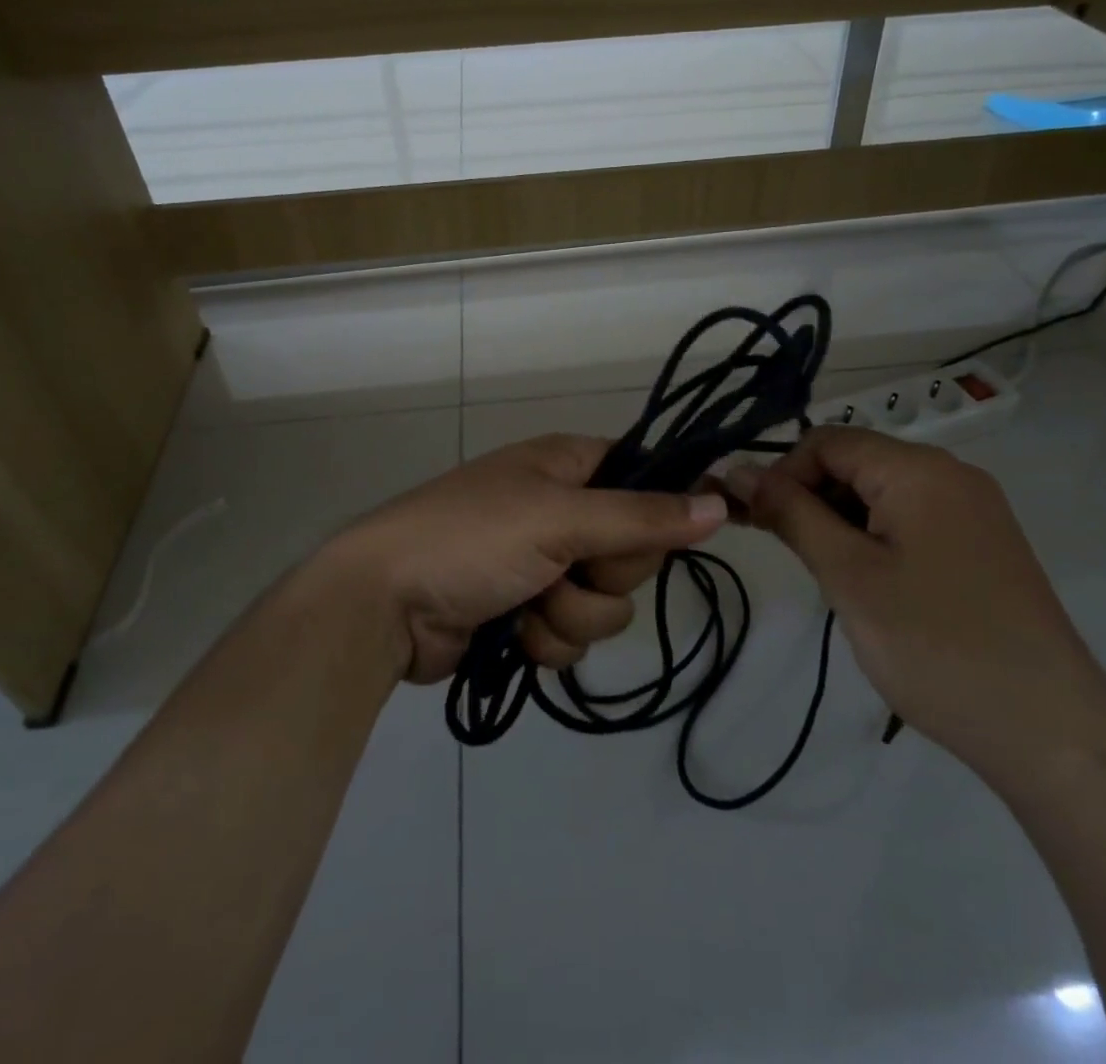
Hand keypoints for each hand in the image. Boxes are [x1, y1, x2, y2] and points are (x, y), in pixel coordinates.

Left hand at [320, 434, 728, 684]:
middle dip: (605, 572)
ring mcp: (544, 564)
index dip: (663, 505)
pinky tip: (514, 634)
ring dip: (573, 614)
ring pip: (607, 602)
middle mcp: (561, 509)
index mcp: (566, 465)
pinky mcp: (527, 613)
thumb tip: (720, 504)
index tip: (682, 531)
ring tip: (529, 604)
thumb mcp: (559, 518)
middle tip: (567, 565)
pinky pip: (574, 633)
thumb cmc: (471, 539)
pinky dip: (549, 639)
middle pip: (633, 548)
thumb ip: (642, 517)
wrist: (385, 604)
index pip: (643, 474)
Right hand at [725, 427, 1105, 778]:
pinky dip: (875, 539)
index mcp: (919, 469)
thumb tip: (739, 470)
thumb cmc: (935, 645)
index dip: (782, 474)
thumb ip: (790, 513)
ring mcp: (973, 511)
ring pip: (881, 493)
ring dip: (840, 522)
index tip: (757, 523)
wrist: (1051, 732)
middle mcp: (951, 475)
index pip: (826, 441)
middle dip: (810, 498)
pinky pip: (911, 519)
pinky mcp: (983, 545)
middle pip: (855, 463)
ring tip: (830, 577)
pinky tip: (870, 585)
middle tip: (787, 553)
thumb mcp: (848, 575)